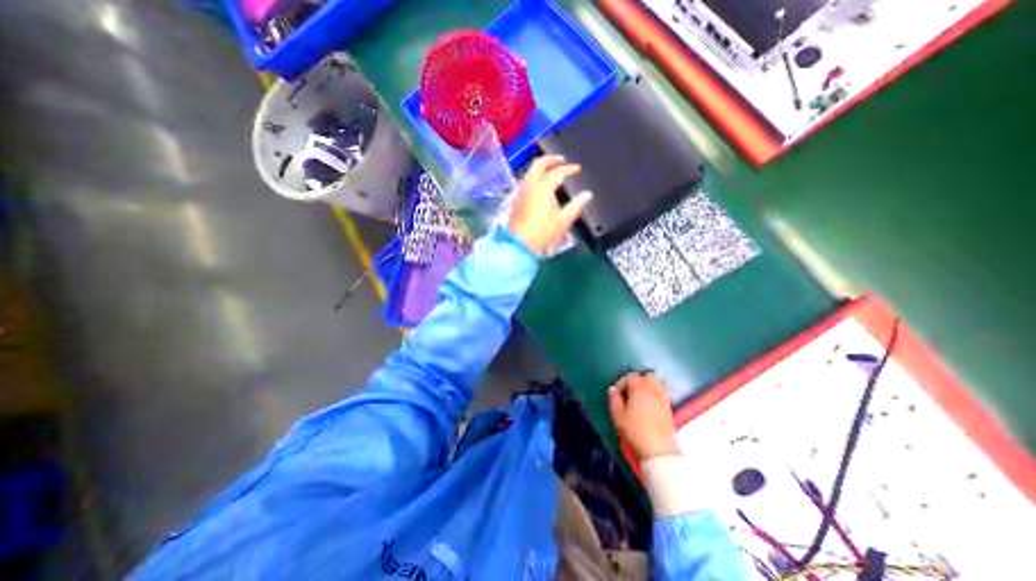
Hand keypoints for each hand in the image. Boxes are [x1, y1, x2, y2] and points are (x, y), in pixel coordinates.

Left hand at [510, 153, 595, 255]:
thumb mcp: (563, 222)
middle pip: (538, 164)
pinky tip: (542, 186)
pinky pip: (527, 182)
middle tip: (561, 160)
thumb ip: (576, 206)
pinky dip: (535, 177)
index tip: (577, 169)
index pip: (558, 172)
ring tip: (552, 171)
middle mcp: (530, 186)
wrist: (519, 245)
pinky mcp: (517, 201)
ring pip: (530, 172)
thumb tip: (587, 195)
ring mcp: (521, 193)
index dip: (569, 169)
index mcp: (543, 188)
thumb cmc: (541, 234)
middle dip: (551, 159)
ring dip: (541, 167)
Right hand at [608, 372, 681, 463]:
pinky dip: (656, 394)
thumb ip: (614, 399)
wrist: (659, 450)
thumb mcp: (618, 415)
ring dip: (648, 386)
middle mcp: (653, 389)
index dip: (621, 383)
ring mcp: (663, 398)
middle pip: (647, 376)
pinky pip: (663, 393)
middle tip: (630, 393)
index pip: (630, 376)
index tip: (616, 394)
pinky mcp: (670, 408)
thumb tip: (612, 389)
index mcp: (639, 388)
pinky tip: (650, 405)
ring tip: (640, 398)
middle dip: (638, 381)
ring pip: (657, 383)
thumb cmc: (635, 430)